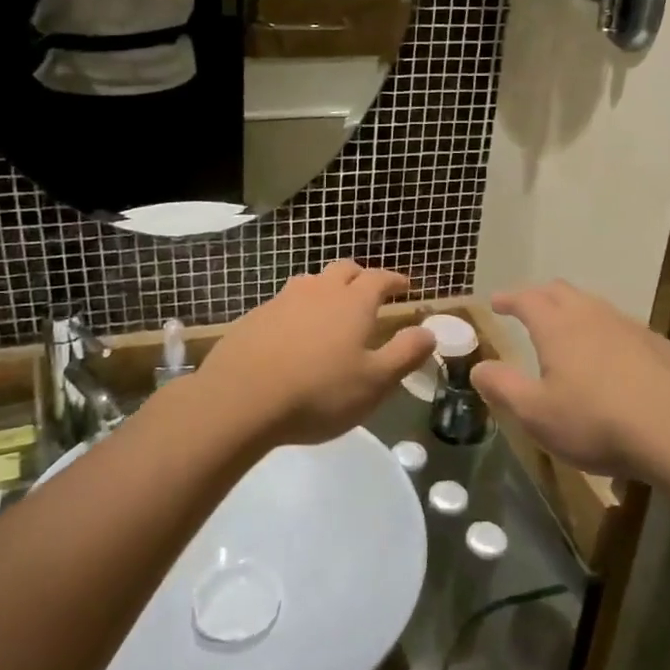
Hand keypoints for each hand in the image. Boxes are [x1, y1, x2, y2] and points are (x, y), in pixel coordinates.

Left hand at [195, 261, 433, 446]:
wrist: (241, 399)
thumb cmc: (318, 393)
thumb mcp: (374, 382)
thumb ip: (405, 354)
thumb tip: (428, 332)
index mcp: (352, 302)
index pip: (379, 279)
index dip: (394, 280)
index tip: (404, 287)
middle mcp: (318, 291)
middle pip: (343, 270)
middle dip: (361, 277)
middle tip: (369, 292)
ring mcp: (282, 300)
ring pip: (311, 282)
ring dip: (327, 288)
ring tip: (331, 309)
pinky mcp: (255, 317)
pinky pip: (284, 303)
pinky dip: (298, 309)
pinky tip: (294, 333)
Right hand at [472, 281, 669, 478]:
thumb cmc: (597, 423)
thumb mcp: (536, 414)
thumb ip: (502, 387)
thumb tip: (477, 368)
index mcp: (558, 327)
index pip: (527, 299)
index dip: (509, 298)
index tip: (496, 302)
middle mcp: (593, 316)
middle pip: (561, 292)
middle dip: (539, 296)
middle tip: (526, 308)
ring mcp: (631, 328)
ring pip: (595, 306)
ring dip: (574, 311)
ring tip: (566, 331)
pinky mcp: (659, 347)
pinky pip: (622, 328)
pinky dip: (604, 333)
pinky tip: (611, 359)